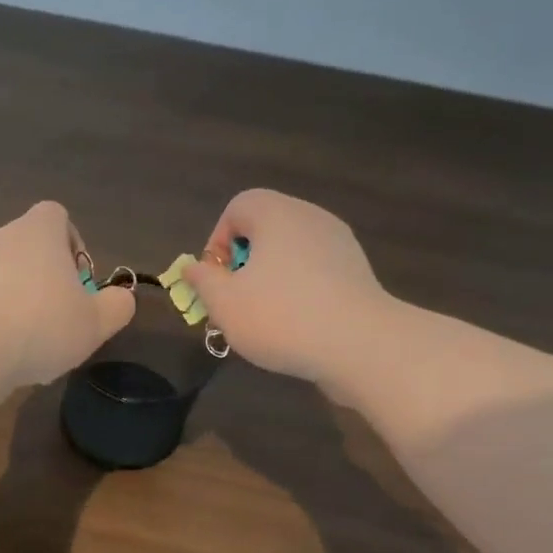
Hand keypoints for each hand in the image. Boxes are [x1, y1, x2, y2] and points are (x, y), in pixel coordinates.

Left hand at [0, 201, 134, 388]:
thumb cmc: (43, 326)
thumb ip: (117, 306)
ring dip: (24, 301)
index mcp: (39, 232)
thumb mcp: (96, 322)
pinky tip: (9, 352)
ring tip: (36, 341)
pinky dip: (1, 319)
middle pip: (32, 248)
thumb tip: (121, 297)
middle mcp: (3, 238)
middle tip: (63, 315)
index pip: (56, 215)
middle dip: (49, 278)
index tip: (78, 279)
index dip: (72, 242)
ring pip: (9, 277)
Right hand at [184, 189, 389, 403]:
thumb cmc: (281, 317)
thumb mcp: (224, 303)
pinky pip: (314, 273)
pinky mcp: (356, 273)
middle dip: (242, 265)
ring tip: (262, 320)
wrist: (359, 345)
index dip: (217, 241)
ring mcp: (339, 245)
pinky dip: (297, 292)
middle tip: (233, 303)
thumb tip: (193, 267)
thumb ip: (202, 281)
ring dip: (268, 281)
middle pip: (265, 230)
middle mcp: (311, 218)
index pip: (238, 207)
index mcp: (277, 215)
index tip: (216, 279)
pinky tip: (294, 327)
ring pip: (290, 254)